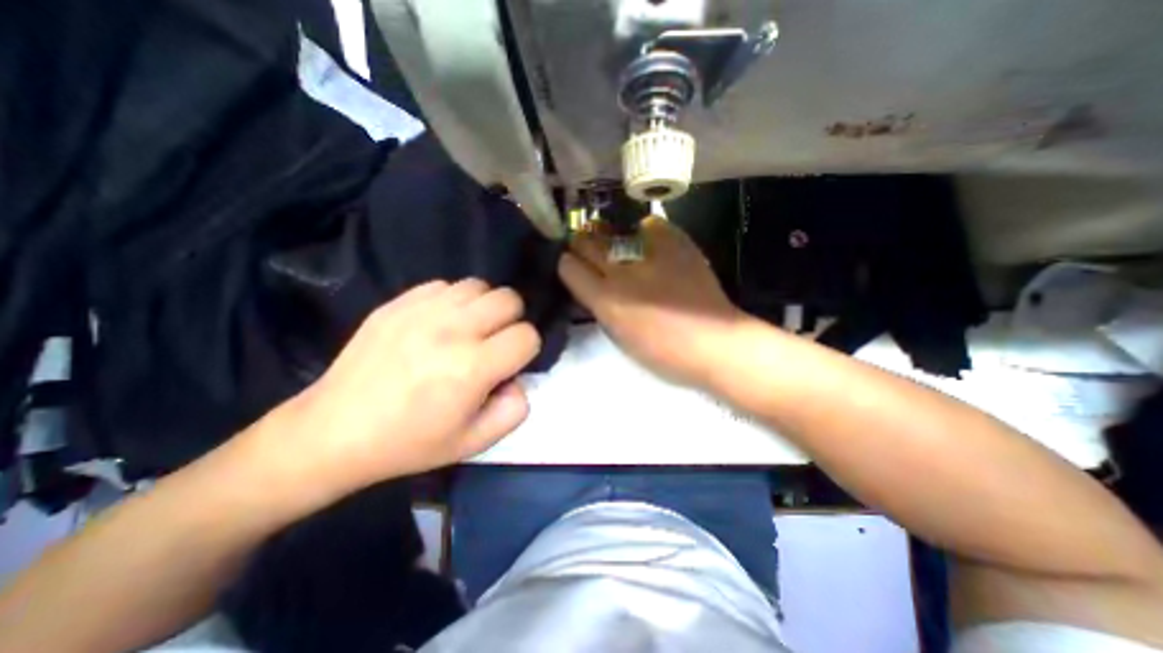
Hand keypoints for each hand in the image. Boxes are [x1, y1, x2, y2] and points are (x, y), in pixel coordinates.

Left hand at [255, 278, 541, 495]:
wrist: (334, 431)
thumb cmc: (409, 442)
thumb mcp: (473, 443)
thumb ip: (513, 410)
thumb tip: (518, 378)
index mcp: (472, 367)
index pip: (527, 336)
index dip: (527, 349)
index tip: (510, 363)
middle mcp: (452, 330)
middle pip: (509, 299)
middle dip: (512, 321)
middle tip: (494, 342)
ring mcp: (421, 311)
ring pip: (479, 286)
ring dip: (484, 307)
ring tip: (469, 329)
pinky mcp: (397, 303)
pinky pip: (444, 285)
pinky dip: (453, 301)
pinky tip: (439, 323)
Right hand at [561, 217, 744, 385]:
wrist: (713, 343)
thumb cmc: (663, 351)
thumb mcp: (618, 335)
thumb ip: (600, 306)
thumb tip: (591, 284)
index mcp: (606, 300)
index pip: (569, 267)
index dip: (567, 263)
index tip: (571, 264)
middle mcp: (621, 273)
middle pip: (585, 242)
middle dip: (581, 242)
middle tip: (587, 246)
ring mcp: (649, 254)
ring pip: (613, 230)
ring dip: (608, 235)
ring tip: (614, 241)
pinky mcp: (676, 243)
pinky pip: (650, 225)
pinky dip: (645, 232)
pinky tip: (649, 241)